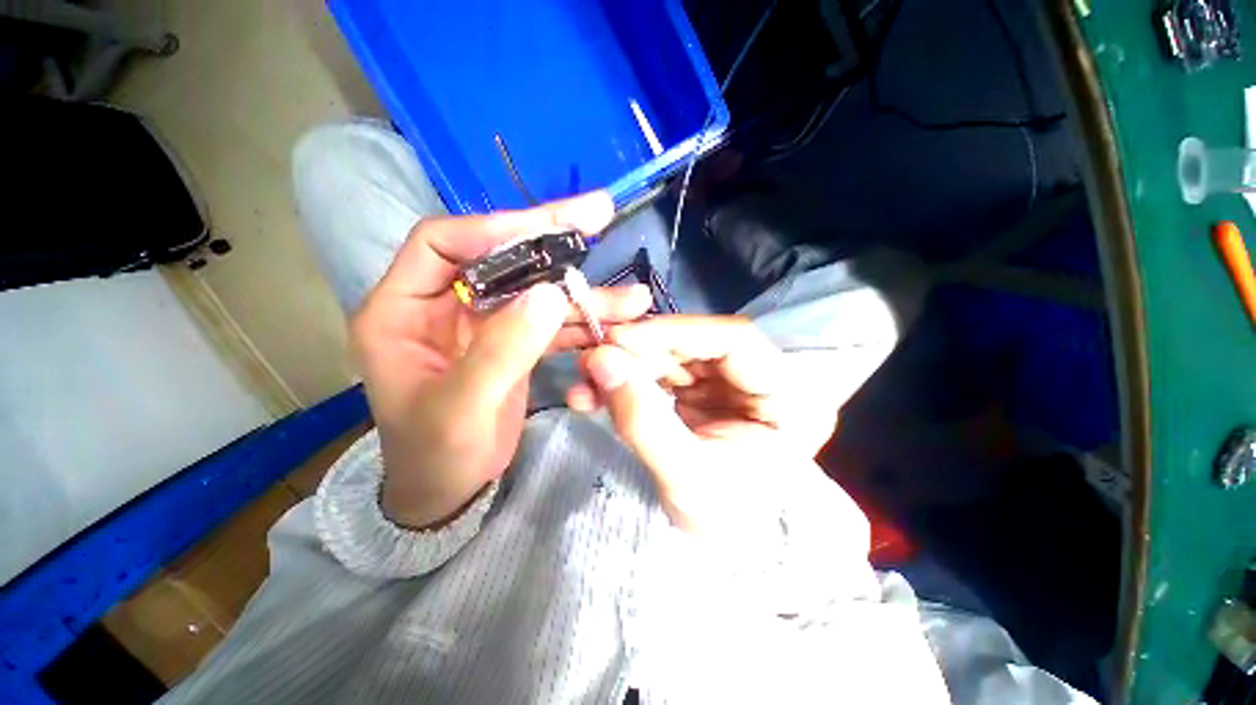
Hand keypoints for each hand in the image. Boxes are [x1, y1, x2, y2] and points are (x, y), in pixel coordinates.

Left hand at [352, 192, 652, 529]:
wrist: (448, 492)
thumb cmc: (435, 456)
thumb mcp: (461, 409)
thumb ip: (501, 350)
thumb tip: (549, 295)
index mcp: (402, 310)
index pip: (442, 243)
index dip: (494, 230)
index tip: (548, 229)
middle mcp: (443, 306)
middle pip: (500, 258)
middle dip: (552, 241)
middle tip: (600, 214)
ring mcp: (482, 324)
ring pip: (536, 293)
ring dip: (584, 295)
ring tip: (633, 298)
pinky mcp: (511, 343)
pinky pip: (549, 323)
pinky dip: (583, 323)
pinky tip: (617, 324)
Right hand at [568, 316, 838, 534]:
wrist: (730, 552)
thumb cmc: (726, 525)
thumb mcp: (686, 479)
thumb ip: (643, 419)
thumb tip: (600, 360)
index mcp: (788, 395)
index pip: (733, 339)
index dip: (674, 333)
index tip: (618, 340)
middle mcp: (760, 377)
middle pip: (696, 344)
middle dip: (640, 351)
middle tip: (590, 360)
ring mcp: (727, 382)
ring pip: (672, 356)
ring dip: (626, 365)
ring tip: (585, 382)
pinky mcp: (699, 392)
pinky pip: (659, 374)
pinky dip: (627, 380)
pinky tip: (597, 392)